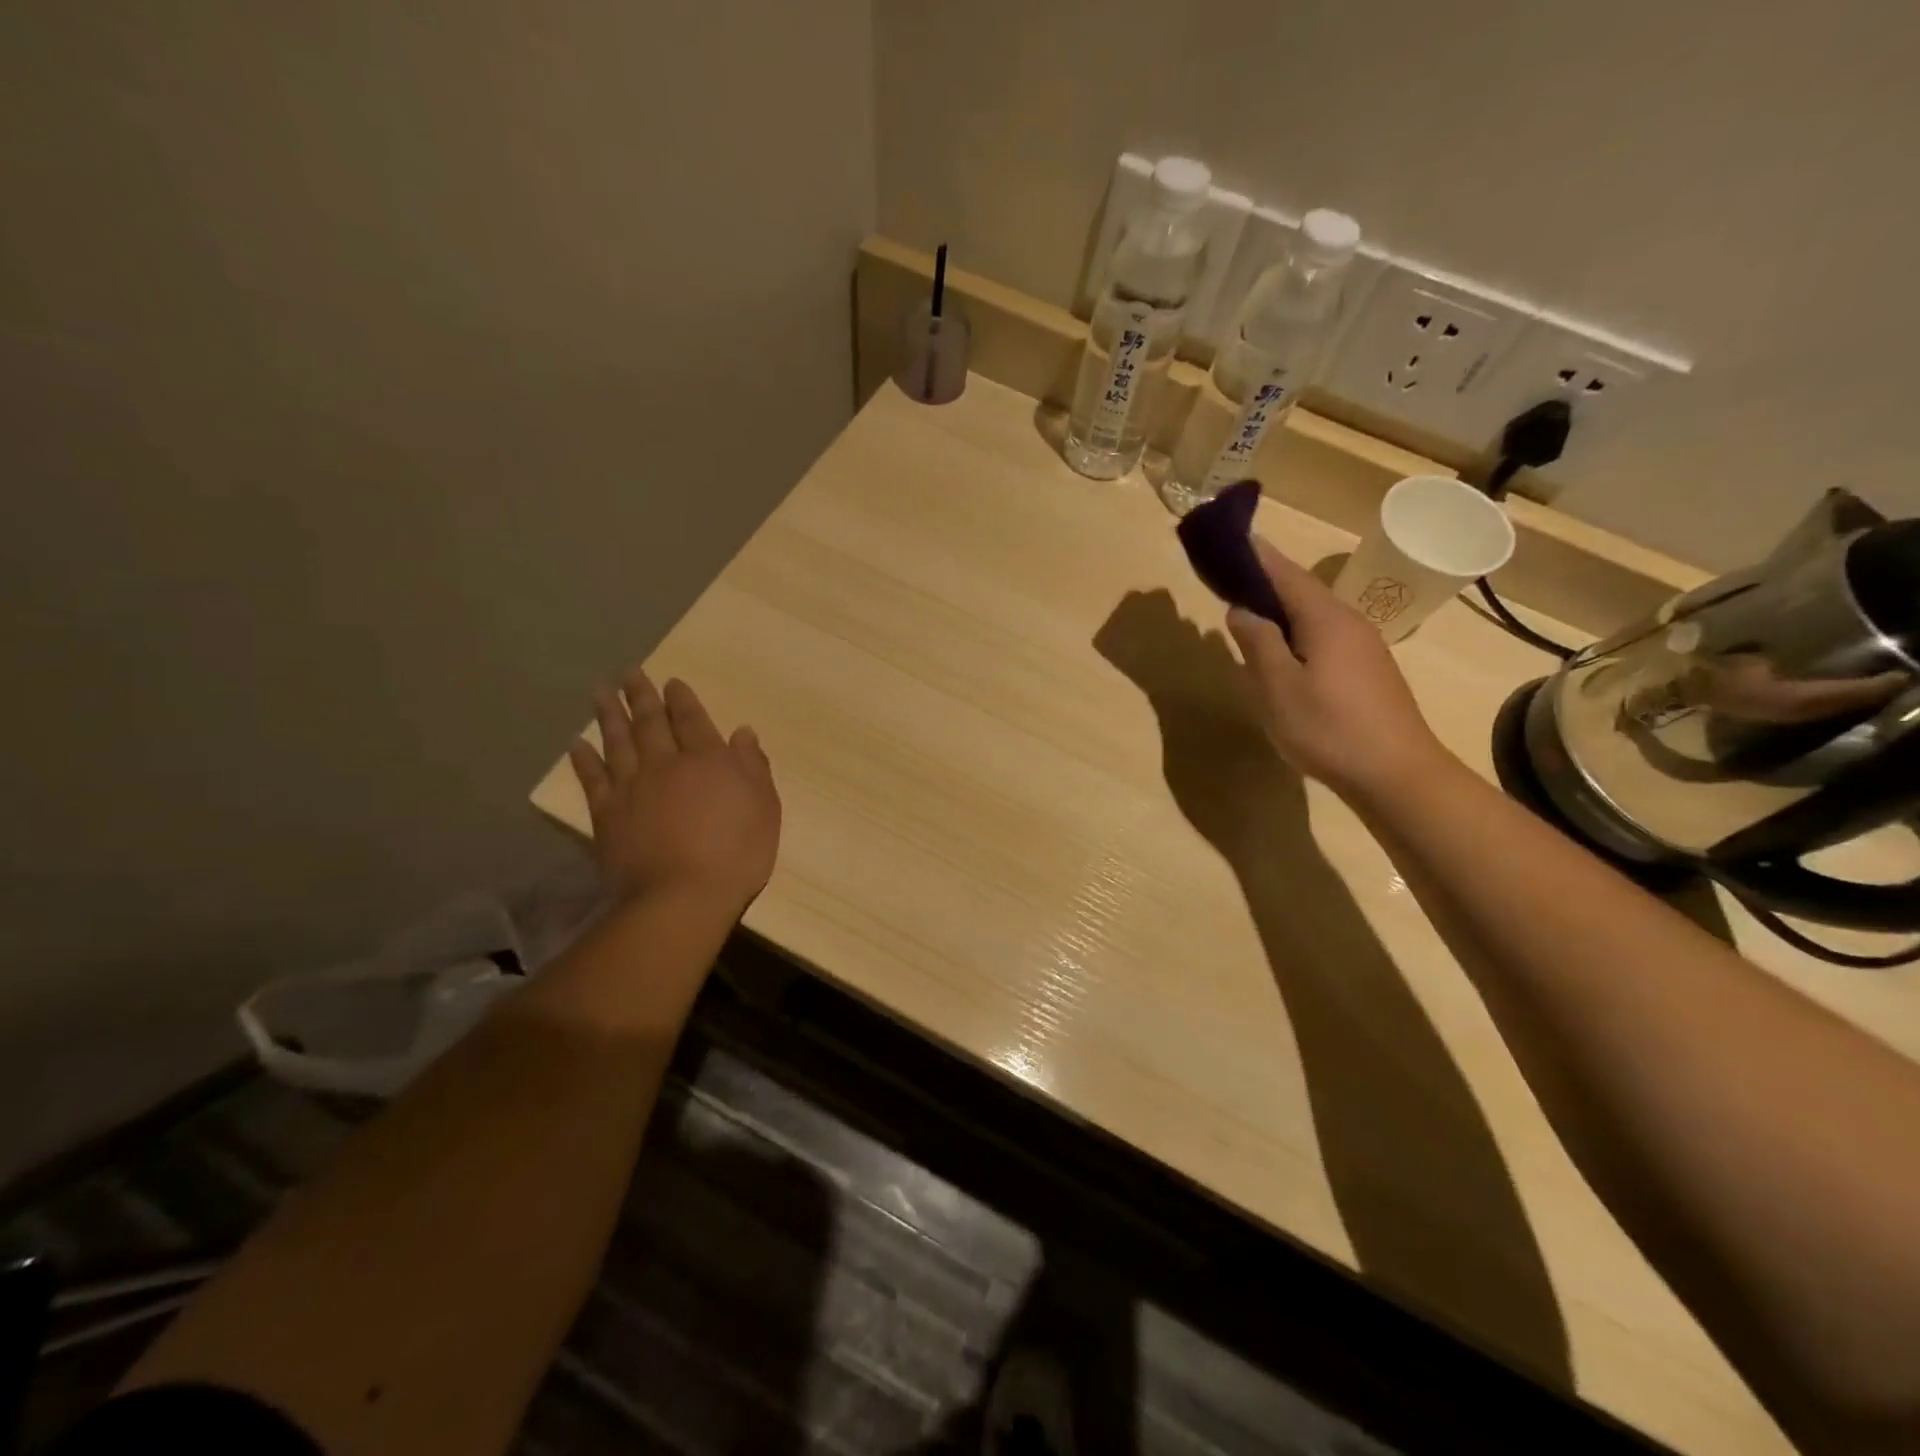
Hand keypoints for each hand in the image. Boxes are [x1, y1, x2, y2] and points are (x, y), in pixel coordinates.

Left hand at [568, 668, 780, 913]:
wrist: (682, 896)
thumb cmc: (736, 853)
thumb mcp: (765, 808)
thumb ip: (754, 767)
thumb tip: (743, 732)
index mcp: (707, 759)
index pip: (692, 720)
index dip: (682, 699)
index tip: (672, 682)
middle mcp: (666, 763)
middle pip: (651, 722)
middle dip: (642, 695)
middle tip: (629, 673)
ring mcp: (632, 787)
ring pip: (618, 741)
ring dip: (609, 714)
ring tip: (600, 691)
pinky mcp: (607, 814)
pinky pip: (593, 778)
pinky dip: (584, 759)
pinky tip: (577, 744)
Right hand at [1225, 540, 1451, 798]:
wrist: (1397, 774)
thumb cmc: (1330, 728)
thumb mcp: (1279, 688)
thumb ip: (1258, 644)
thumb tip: (1241, 610)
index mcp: (1325, 620)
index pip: (1285, 574)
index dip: (1257, 556)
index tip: (1231, 538)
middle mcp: (1348, 623)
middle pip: (1301, 591)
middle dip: (1265, 582)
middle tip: (1228, 579)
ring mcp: (1363, 647)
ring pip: (1313, 617)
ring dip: (1280, 610)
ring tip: (1247, 614)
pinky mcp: (1367, 672)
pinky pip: (1323, 638)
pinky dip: (1296, 633)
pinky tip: (1281, 653)